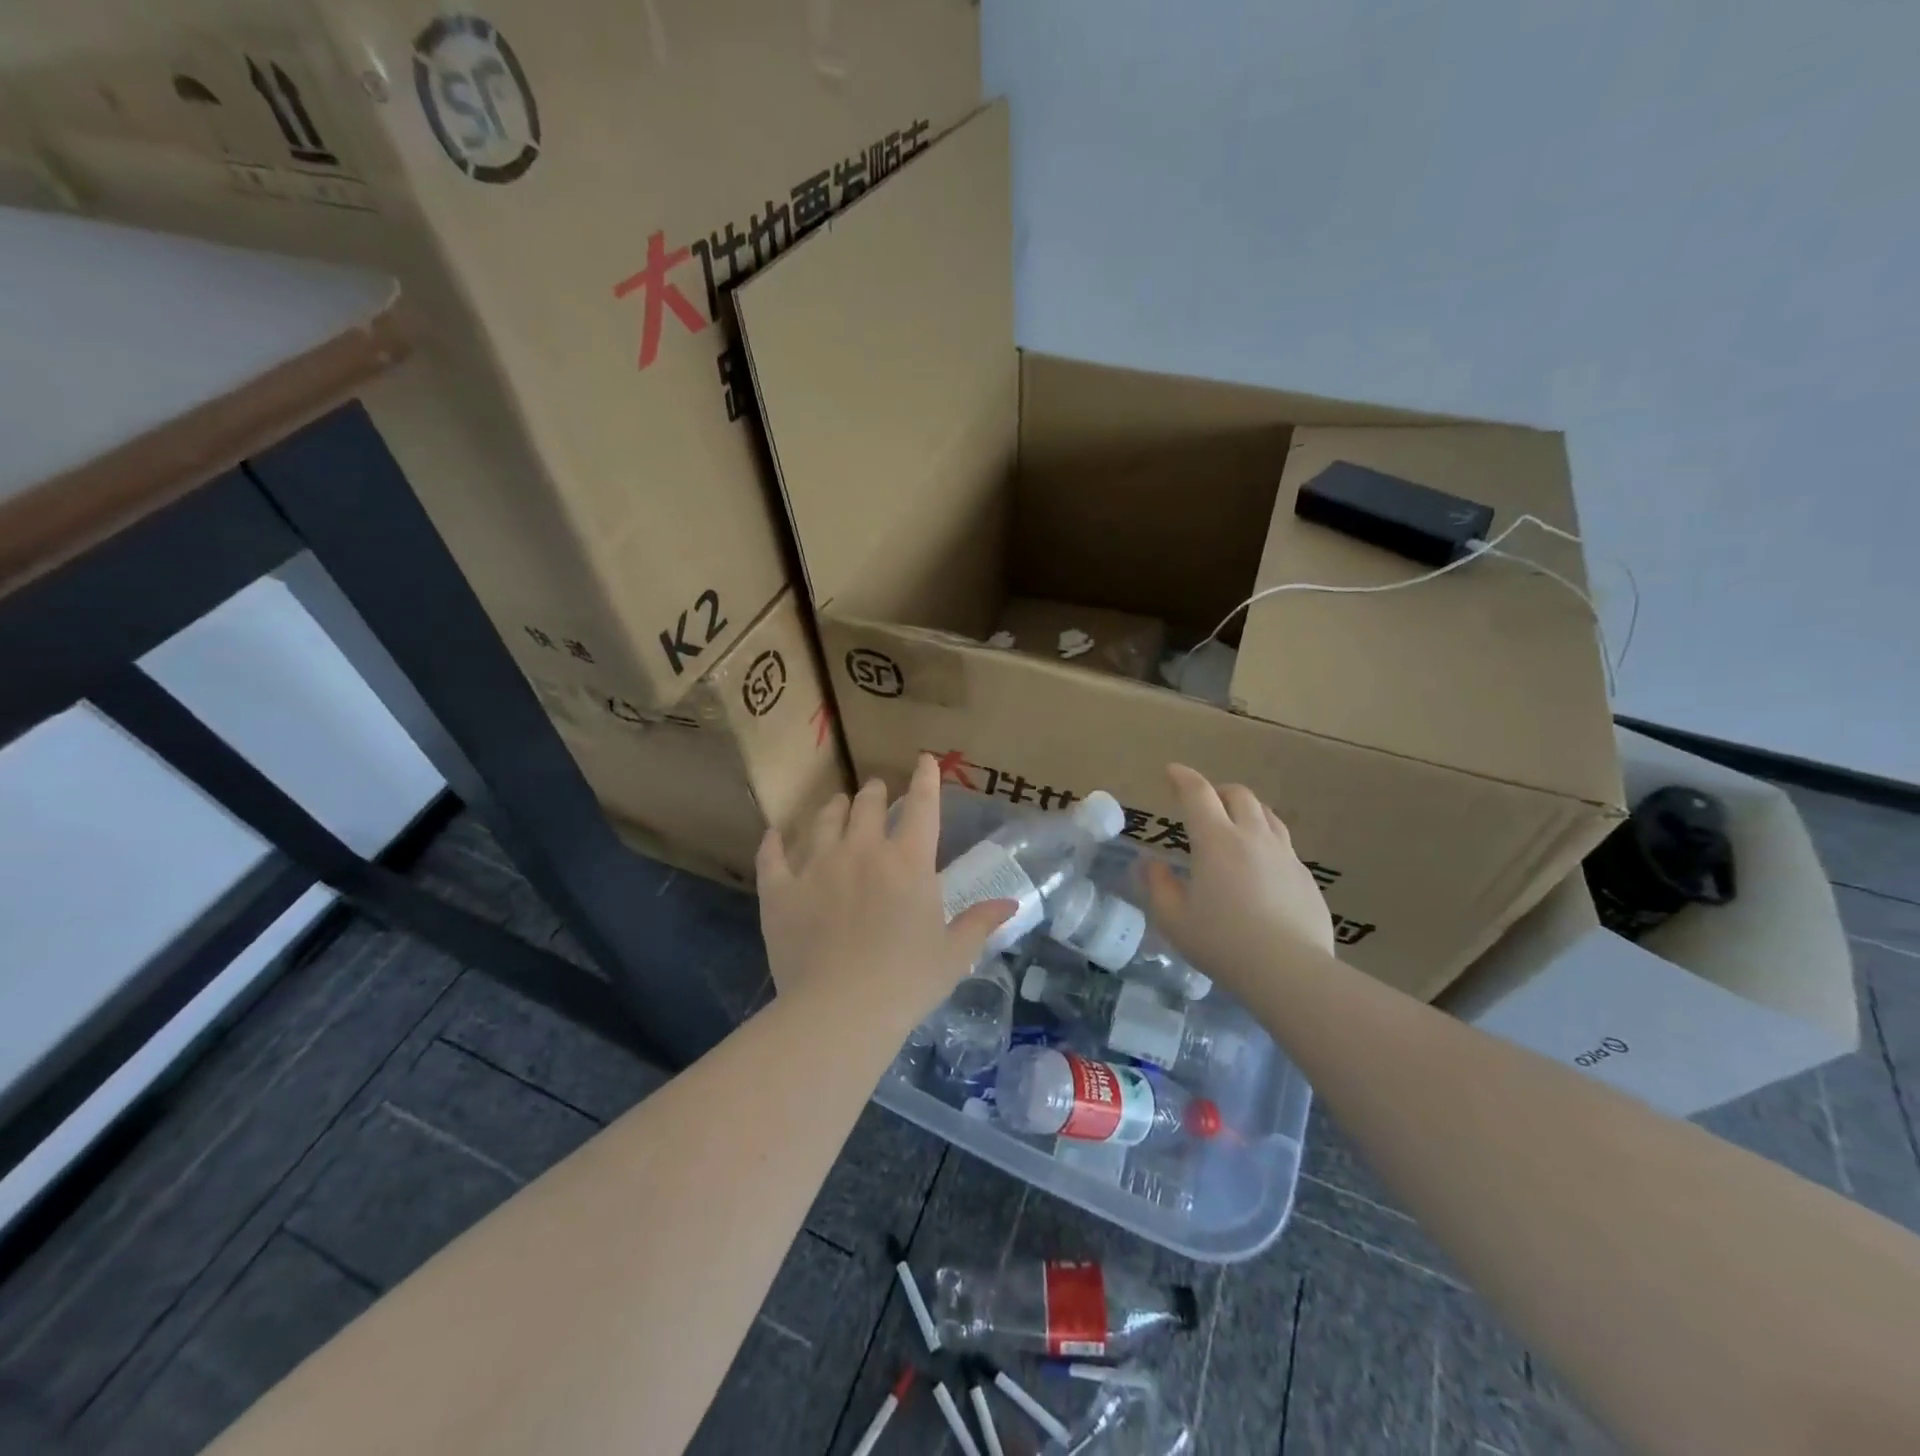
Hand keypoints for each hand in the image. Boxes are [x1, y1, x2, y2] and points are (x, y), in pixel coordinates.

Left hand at [757, 753, 1013, 1025]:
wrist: (840, 1011)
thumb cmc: (907, 982)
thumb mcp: (953, 954)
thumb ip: (979, 922)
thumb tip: (1010, 904)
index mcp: (908, 862)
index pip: (922, 806)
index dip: (926, 779)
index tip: (924, 760)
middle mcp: (862, 850)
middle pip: (868, 804)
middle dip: (875, 792)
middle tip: (876, 791)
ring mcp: (817, 866)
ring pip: (823, 820)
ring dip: (833, 808)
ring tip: (835, 804)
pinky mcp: (781, 889)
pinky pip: (773, 855)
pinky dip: (774, 843)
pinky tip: (774, 836)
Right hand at [1142, 764, 1336, 987]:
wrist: (1290, 971)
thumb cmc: (1223, 943)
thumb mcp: (1174, 920)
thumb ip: (1159, 886)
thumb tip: (1151, 864)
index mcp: (1216, 841)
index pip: (1198, 794)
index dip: (1182, 777)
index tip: (1172, 771)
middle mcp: (1253, 837)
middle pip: (1238, 795)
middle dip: (1217, 791)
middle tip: (1203, 803)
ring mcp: (1285, 855)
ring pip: (1267, 815)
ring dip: (1246, 810)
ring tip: (1234, 825)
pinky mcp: (1305, 877)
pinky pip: (1284, 844)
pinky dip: (1266, 841)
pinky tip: (1260, 866)